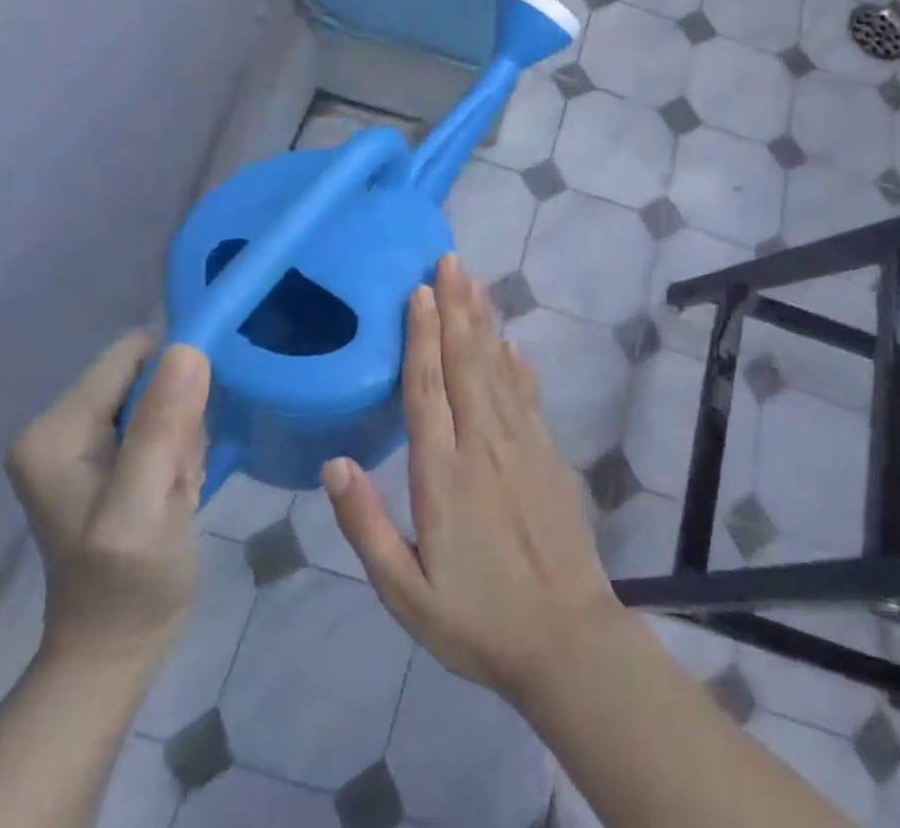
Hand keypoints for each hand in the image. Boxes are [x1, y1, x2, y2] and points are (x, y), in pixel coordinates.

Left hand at [5, 331, 209, 668]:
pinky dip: (178, 450)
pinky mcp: (105, 457)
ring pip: (161, 397)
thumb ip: (160, 429)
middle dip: (179, 415)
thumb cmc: (127, 585)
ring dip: (183, 436)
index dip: (175, 380)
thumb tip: (188, 348)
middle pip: (147, 375)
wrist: (116, 648)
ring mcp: (80, 442)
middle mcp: (59, 425)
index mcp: (55, 430)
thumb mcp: (143, 509)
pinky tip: (172, 490)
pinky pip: (161, 421)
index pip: (133, 355)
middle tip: (177, 473)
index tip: (186, 435)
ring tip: (175, 487)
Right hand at [322, 255, 620, 705]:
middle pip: (465, 362)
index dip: (420, 335)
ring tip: (473, 282)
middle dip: (455, 307)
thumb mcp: (405, 592)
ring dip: (483, 322)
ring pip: (497, 368)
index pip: (427, 388)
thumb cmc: (476, 620)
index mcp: (442, 474)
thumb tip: (333, 463)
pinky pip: (527, 395)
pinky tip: (510, 342)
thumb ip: (365, 526)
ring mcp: (521, 444)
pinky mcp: (547, 453)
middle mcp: (483, 444)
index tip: (418, 291)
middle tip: (449, 260)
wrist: (566, 639)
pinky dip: (516, 363)